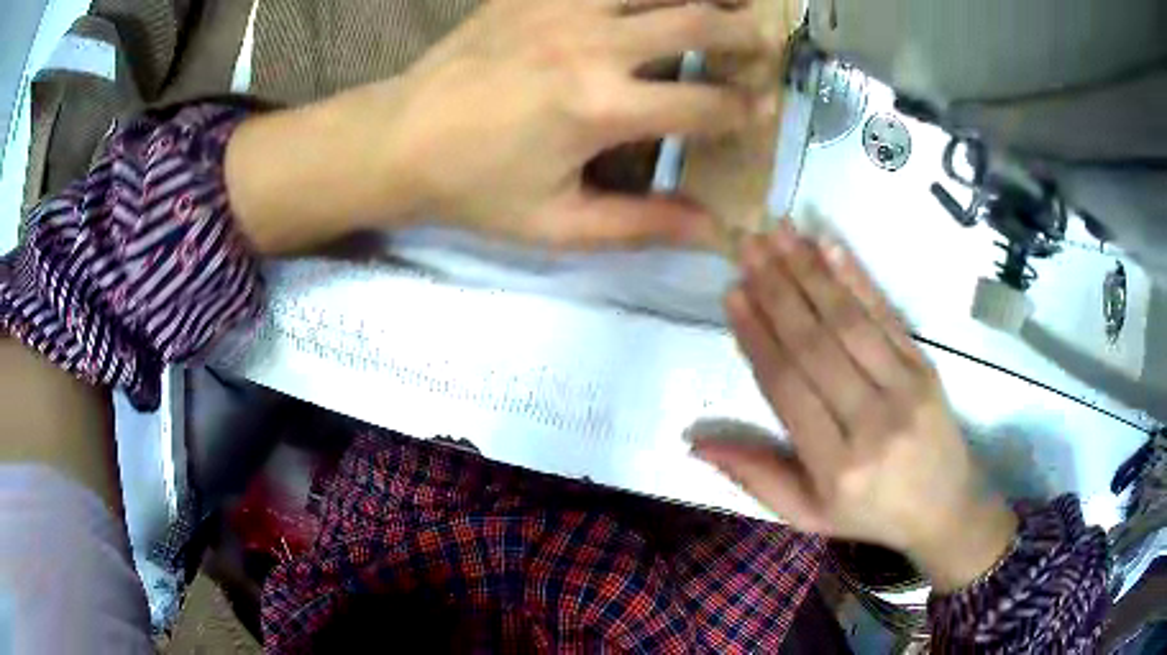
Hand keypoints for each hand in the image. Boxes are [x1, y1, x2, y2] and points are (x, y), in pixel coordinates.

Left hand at [373, 0, 775, 248]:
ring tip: (728, 1)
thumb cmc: (474, 189)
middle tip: (766, 40)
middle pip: (697, 20)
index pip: (704, 102)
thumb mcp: (557, 225)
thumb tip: (713, 232)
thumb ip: (642, 225)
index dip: (743, 109)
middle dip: (745, 31)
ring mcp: (561, 7)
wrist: (397, 139)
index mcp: (601, 107)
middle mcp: (592, 44)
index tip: (761, 112)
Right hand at [691, 225, 1017, 590]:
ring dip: (811, 271)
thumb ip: (756, 476)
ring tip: (778, 233)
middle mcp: (871, 423)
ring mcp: (905, 389)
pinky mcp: (926, 367)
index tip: (732, 294)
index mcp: (835, 465)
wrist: (945, 507)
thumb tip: (695, 441)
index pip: (787, 387)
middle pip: (816, 344)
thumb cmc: (871, 514)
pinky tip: (831, 246)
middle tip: (746, 245)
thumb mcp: (808, 514)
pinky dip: (857, 277)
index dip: (757, 337)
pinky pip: (887, 316)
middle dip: (777, 289)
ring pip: (849, 321)